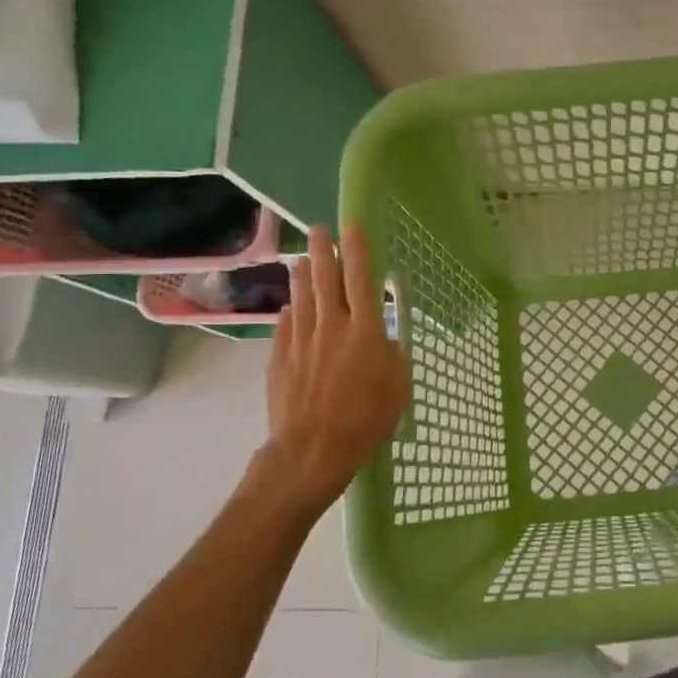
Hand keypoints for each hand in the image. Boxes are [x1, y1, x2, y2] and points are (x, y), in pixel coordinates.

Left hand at [260, 225, 409, 511]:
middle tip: (318, 230)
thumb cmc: (366, 420)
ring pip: (302, 297)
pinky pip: (286, 325)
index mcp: (365, 331)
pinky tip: (291, 306)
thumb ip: (392, 354)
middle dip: (323, 250)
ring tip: (303, 258)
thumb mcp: (398, 386)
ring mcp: (301, 341)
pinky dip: (291, 311)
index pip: (360, 279)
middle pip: (325, 279)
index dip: (356, 251)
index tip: (351, 228)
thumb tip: (382, 338)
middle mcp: (331, 327)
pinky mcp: (280, 358)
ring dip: (303, 275)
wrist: (312, 450)